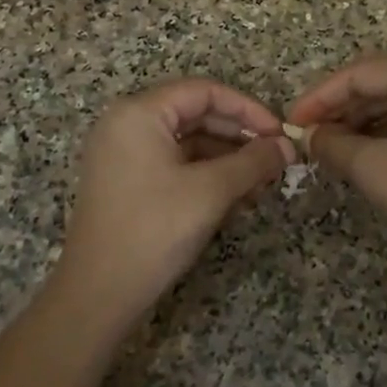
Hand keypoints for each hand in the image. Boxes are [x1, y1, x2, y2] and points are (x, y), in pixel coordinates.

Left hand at [58, 79, 293, 322]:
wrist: (98, 295)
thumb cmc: (154, 230)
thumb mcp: (211, 191)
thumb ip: (253, 162)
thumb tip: (288, 146)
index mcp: (139, 113)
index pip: (204, 91)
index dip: (247, 108)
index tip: (279, 133)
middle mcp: (127, 124)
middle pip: (196, 113)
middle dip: (239, 135)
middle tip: (276, 158)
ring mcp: (124, 153)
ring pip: (188, 141)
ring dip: (228, 158)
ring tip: (262, 181)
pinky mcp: (127, 181)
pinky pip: (175, 163)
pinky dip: (207, 174)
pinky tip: (237, 195)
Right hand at [289, 54, 386, 291]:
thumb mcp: (374, 168)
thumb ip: (332, 144)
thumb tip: (307, 135)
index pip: (360, 73)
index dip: (319, 97)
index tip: (291, 122)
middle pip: (380, 83)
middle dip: (340, 110)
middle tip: (308, 137)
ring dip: (361, 122)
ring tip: (329, 147)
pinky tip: (361, 151)